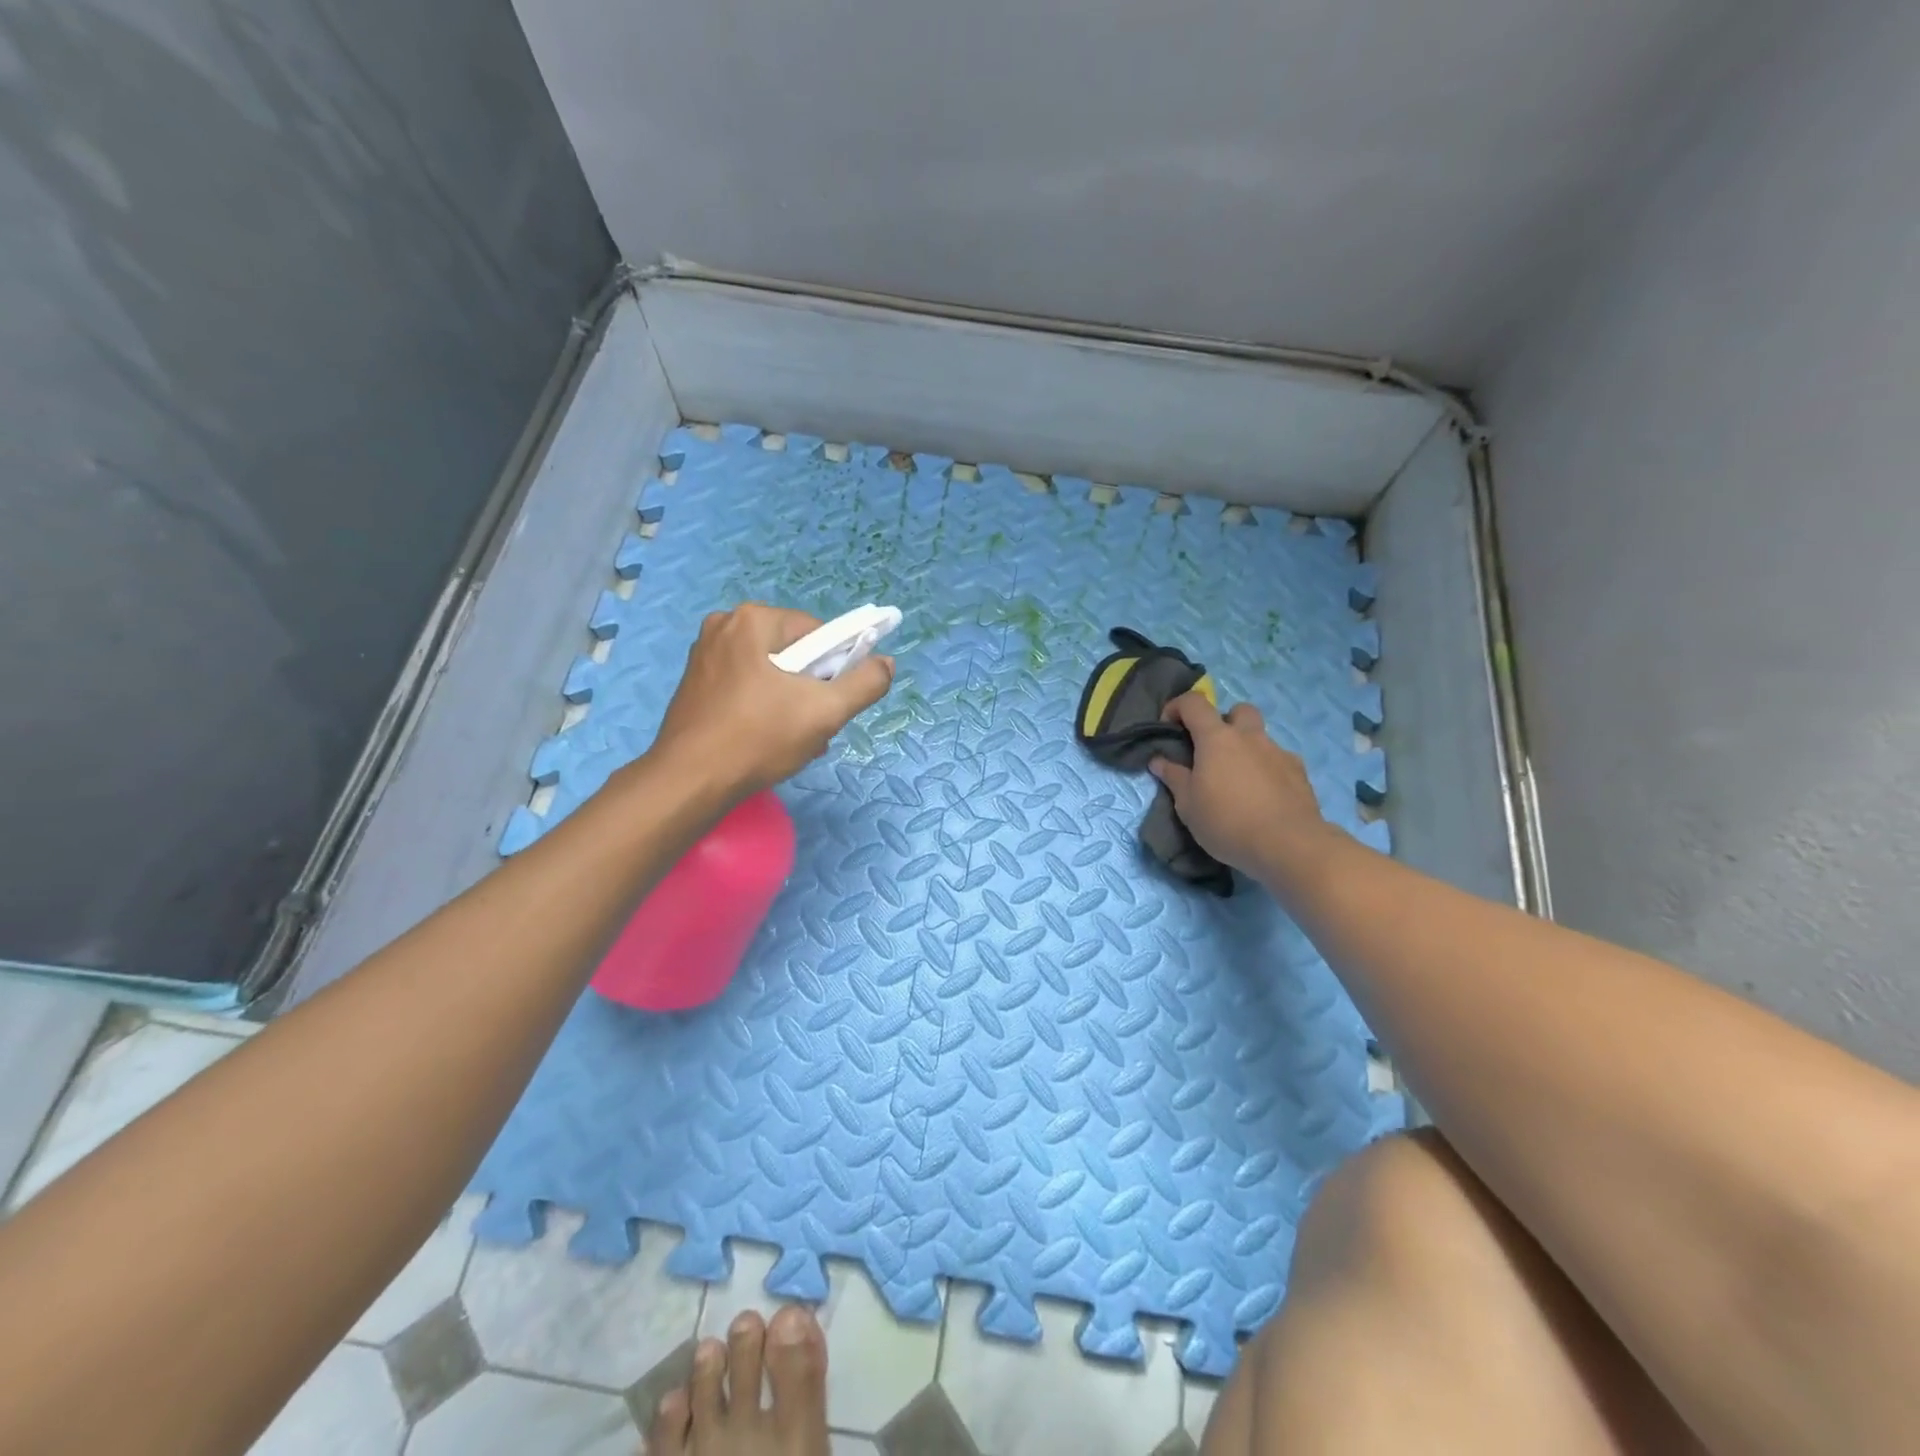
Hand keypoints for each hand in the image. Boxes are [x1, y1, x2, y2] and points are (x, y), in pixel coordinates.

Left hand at [649, 604, 893, 800]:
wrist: (690, 782)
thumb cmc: (759, 738)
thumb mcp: (825, 712)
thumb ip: (865, 683)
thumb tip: (885, 663)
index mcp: (753, 620)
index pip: (818, 633)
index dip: (836, 667)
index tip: (832, 702)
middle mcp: (724, 627)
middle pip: (794, 653)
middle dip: (812, 689)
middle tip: (814, 726)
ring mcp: (704, 655)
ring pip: (771, 673)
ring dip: (791, 703)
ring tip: (794, 740)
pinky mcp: (694, 684)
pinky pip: (746, 686)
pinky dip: (764, 708)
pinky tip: (767, 740)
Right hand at [1148, 694, 1331, 878]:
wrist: (1288, 845)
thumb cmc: (1227, 822)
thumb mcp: (1188, 805)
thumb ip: (1173, 778)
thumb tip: (1158, 760)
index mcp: (1217, 739)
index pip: (1194, 703)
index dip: (1177, 707)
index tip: (1168, 727)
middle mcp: (1250, 737)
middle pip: (1238, 710)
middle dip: (1224, 722)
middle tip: (1213, 751)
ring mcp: (1278, 752)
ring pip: (1261, 737)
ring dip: (1247, 749)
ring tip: (1239, 781)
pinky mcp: (1300, 773)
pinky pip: (1279, 761)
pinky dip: (1267, 770)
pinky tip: (1264, 796)